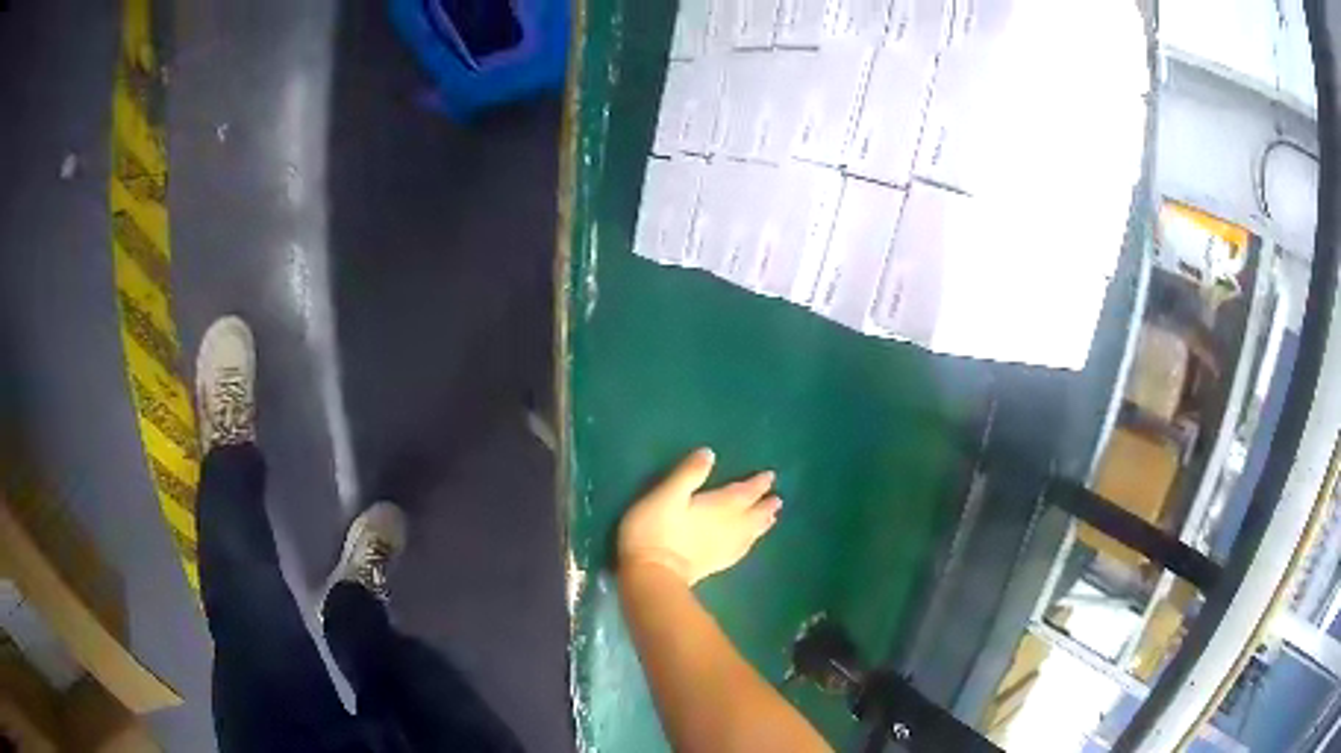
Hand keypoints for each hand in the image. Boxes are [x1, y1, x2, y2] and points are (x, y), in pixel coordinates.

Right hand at [617, 448, 781, 585]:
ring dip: (761, 524)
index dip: (758, 484)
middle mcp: (728, 527)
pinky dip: (748, 544)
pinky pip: (739, 551)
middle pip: (752, 515)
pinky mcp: (714, 565)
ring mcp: (723, 549)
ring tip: (771, 519)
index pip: (744, 493)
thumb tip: (710, 453)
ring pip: (749, 533)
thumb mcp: (667, 495)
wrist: (654, 575)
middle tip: (778, 501)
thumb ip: (689, 474)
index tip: (771, 477)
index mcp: (719, 507)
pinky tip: (748, 544)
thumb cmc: (656, 531)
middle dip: (764, 506)